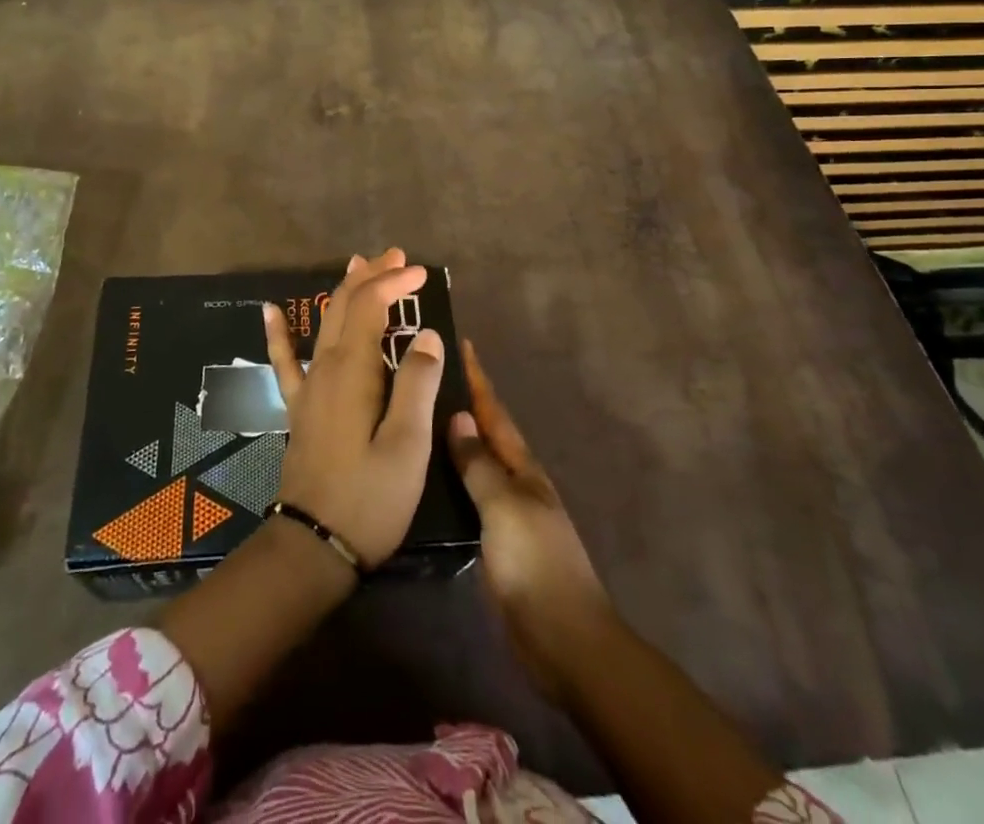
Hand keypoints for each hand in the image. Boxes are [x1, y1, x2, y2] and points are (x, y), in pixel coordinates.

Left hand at [264, 248, 445, 567]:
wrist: (314, 545)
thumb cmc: (370, 498)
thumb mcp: (407, 445)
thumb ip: (417, 384)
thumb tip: (426, 334)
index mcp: (353, 370)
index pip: (372, 306)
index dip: (395, 283)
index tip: (423, 273)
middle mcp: (326, 367)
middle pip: (346, 305)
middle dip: (372, 276)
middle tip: (398, 257)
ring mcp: (308, 386)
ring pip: (324, 322)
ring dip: (344, 291)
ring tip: (358, 264)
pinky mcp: (299, 407)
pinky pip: (285, 359)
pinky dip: (279, 332)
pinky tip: (269, 310)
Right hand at [448, 338, 613, 700]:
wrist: (564, 640)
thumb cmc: (535, 563)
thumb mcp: (504, 506)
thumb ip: (480, 464)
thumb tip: (458, 417)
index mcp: (522, 467)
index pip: (494, 412)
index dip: (477, 378)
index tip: (460, 342)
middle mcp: (515, 482)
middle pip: (485, 432)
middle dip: (463, 400)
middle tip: (427, 374)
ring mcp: (505, 512)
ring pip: (475, 462)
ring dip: (454, 437)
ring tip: (419, 415)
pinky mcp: (494, 540)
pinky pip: (468, 495)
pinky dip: (451, 476)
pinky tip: (427, 476)